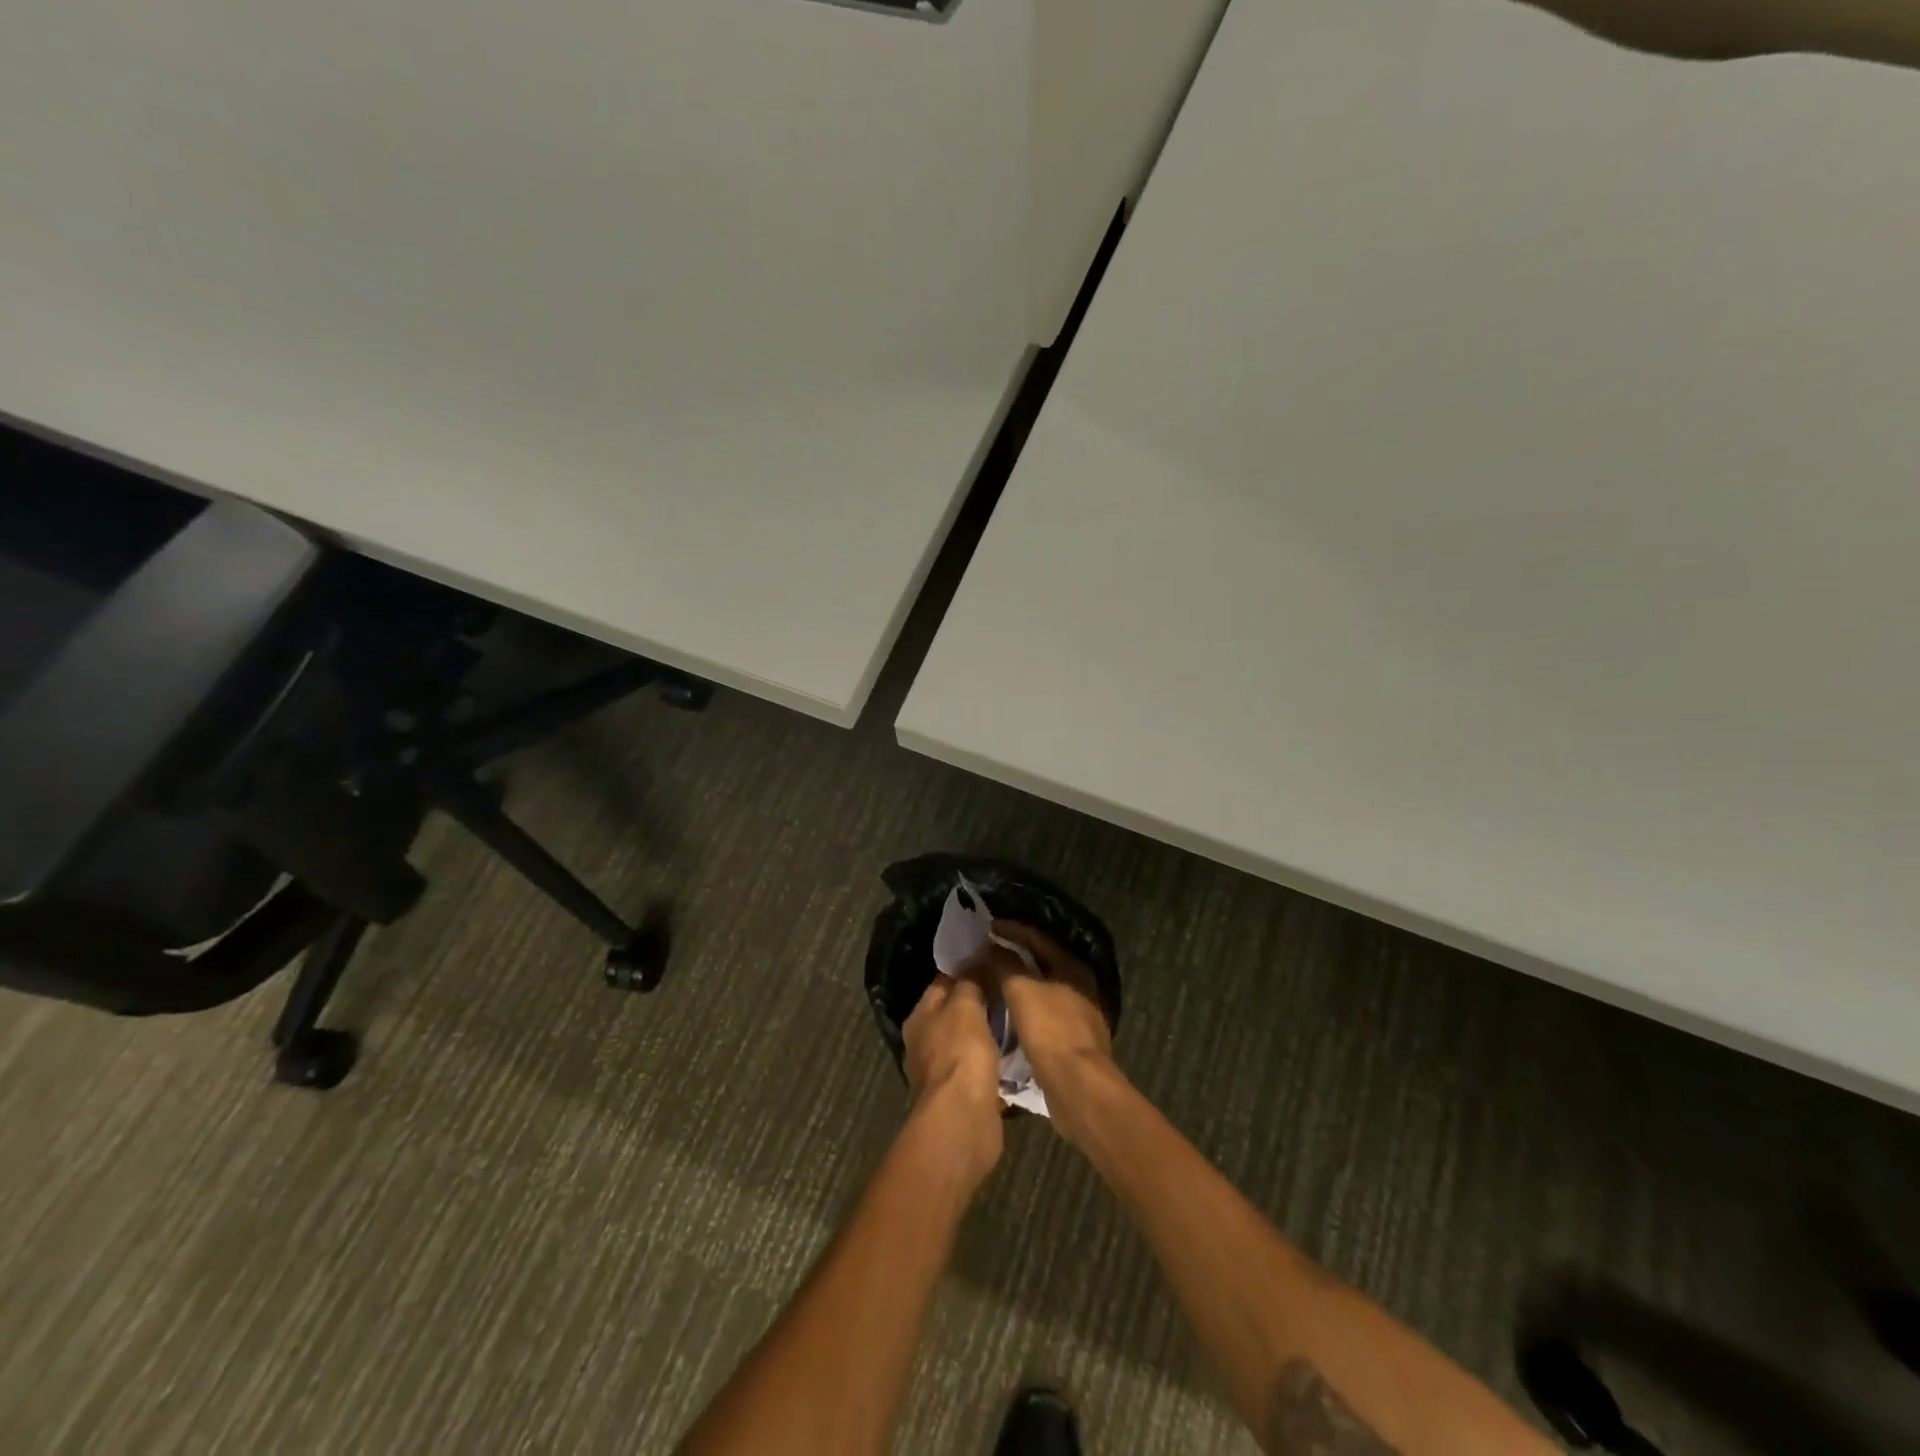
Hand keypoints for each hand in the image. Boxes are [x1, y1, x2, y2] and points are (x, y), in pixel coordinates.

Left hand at [901, 975, 1003, 1186]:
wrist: (963, 1120)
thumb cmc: (960, 1054)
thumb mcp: (965, 1006)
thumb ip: (969, 982)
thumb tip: (975, 960)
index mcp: (919, 1017)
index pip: (943, 982)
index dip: (968, 969)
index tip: (995, 959)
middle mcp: (925, 1042)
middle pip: (956, 1012)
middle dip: (982, 1002)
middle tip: (1012, 987)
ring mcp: (943, 1071)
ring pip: (971, 1041)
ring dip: (991, 1033)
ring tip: (1020, 1016)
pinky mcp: (963, 1094)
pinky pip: (982, 1068)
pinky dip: (996, 1061)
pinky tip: (1018, 1052)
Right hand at [987, 923, 1118, 1135]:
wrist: (1078, 1086)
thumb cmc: (1050, 1030)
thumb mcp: (1021, 990)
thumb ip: (1004, 964)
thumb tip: (989, 946)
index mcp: (1072, 967)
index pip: (1038, 938)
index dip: (1011, 930)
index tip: (986, 927)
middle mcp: (1079, 986)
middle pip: (1041, 962)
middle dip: (1013, 956)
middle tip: (985, 952)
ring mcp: (1077, 1015)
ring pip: (1040, 989)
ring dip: (1016, 983)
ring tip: (990, 980)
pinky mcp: (1070, 1040)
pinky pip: (1040, 1013)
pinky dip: (1022, 1008)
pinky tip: (1004, 1012)